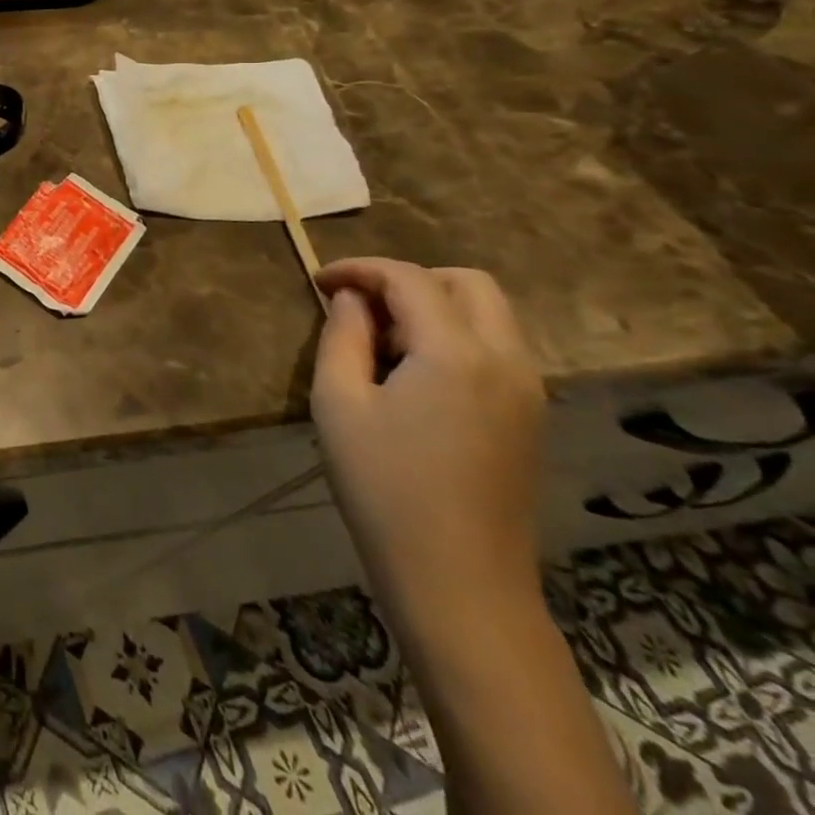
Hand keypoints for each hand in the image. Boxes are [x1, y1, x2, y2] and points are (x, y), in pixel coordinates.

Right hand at [311, 258, 545, 626]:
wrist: (458, 580)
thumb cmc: (383, 485)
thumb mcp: (338, 401)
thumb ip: (343, 335)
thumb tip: (350, 300)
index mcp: (457, 353)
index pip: (409, 279)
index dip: (359, 269)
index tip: (318, 281)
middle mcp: (507, 361)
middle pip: (468, 283)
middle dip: (408, 279)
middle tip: (359, 304)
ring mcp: (528, 391)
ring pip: (488, 315)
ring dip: (433, 307)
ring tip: (380, 341)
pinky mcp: (531, 418)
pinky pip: (496, 348)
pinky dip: (454, 337)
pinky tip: (412, 373)